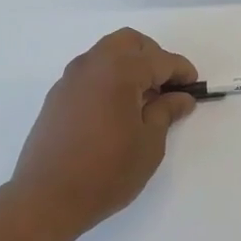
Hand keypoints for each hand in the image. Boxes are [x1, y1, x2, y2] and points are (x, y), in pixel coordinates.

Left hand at [8, 28, 198, 240]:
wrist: (46, 197)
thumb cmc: (106, 171)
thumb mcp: (149, 144)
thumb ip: (166, 112)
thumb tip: (181, 97)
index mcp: (119, 70)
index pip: (159, 60)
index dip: (181, 71)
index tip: (194, 87)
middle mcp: (93, 64)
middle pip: (129, 42)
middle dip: (153, 57)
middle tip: (167, 86)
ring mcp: (71, 78)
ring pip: (107, 53)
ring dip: (129, 65)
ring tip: (143, 100)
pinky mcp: (57, 95)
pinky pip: (90, 72)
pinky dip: (109, 78)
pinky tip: (116, 109)